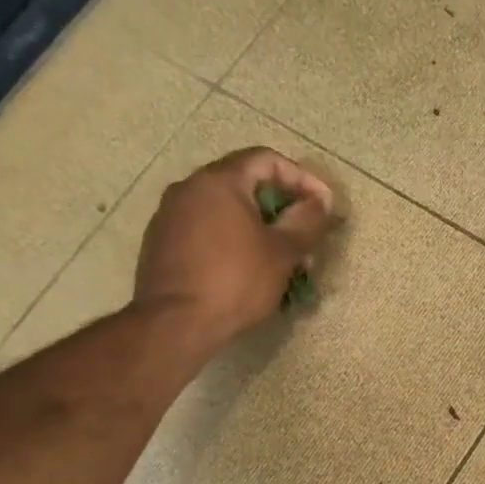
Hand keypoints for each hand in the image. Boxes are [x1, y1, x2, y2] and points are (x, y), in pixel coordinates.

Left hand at [134, 147, 332, 345]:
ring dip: (259, 228)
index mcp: (219, 181)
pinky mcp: (162, 243)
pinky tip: (248, 269)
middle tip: (305, 236)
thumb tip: (321, 203)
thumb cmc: (235, 281)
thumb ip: (307, 221)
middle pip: (245, 184)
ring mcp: (170, 215)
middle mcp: (189, 188)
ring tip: (282, 259)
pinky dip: (233, 240)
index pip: (267, 160)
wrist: (175, 323)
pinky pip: (207, 230)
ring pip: (226, 210)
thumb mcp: (282, 252)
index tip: (323, 206)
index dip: (302, 178)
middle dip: (282, 208)